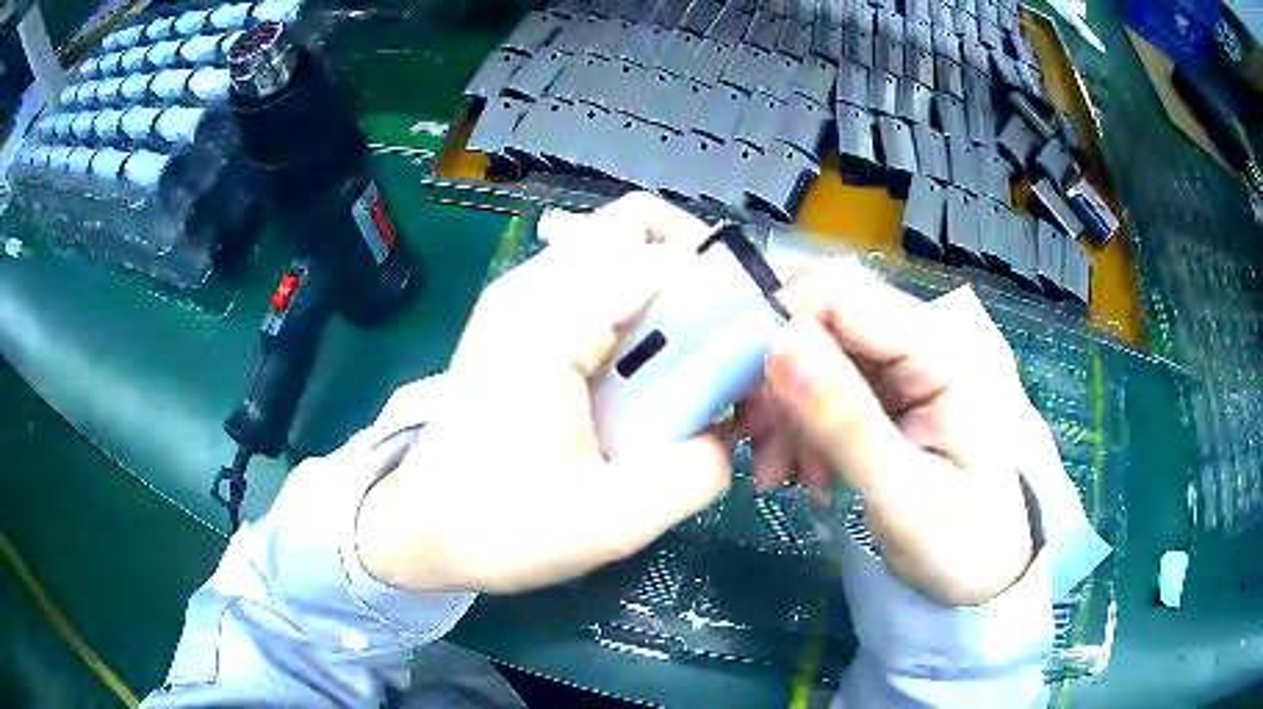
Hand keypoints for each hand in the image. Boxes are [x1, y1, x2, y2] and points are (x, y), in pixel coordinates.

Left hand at [356, 193, 731, 593]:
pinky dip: (637, 308)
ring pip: (619, 248)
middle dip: (696, 274)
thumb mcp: (613, 522)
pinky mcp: (518, 317)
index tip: (748, 346)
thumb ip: (696, 472)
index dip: (720, 288)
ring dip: (667, 291)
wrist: (419, 529)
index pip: (659, 254)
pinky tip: (641, 374)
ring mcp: (519, 296)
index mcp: (546, 323)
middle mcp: (530, 287)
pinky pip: (596, 280)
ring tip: (683, 367)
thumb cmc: (499, 528)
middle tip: (718, 349)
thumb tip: (730, 429)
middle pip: (637, 227)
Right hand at [740, 258, 1043, 605]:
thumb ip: (845, 422)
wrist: (987, 572)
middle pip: (822, 318)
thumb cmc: (962, 543)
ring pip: (813, 354)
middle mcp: (922, 342)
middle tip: (758, 448)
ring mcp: (903, 367)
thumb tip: (779, 342)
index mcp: (943, 352)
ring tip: (781, 477)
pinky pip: (821, 387)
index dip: (782, 323)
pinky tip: (800, 474)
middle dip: (776, 378)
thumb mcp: (904, 497)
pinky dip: (797, 427)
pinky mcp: (887, 394)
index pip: (844, 294)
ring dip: (782, 410)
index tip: (743, 390)